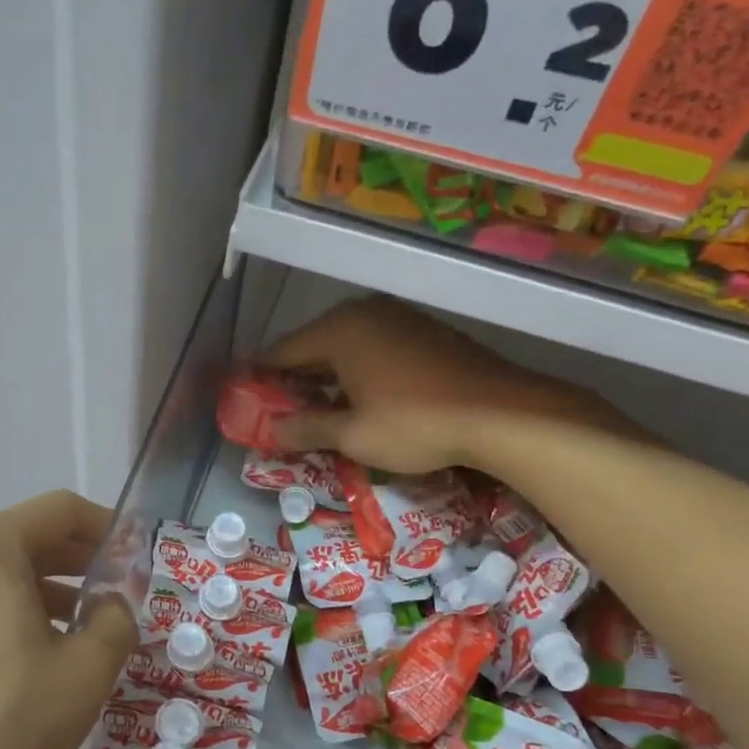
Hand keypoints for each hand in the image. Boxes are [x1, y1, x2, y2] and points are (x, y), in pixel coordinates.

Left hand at [0, 490, 136, 748]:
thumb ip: (117, 619)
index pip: (59, 510)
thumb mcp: (86, 669)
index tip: (136, 557)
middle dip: (78, 562)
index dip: (107, 527)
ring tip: (81, 632)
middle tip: (116, 594)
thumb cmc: (5, 722)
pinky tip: (32, 660)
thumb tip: (111, 604)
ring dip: (46, 592)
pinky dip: (9, 615)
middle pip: (26, 539)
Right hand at [264, 296, 625, 473]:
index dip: (262, 376)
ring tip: (320, 406)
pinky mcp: (427, 331)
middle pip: (315, 344)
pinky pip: (377, 346)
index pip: (283, 351)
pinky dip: (360, 368)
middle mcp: (365, 313)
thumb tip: (273, 432)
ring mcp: (400, 318)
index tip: (247, 395)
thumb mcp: (353, 435)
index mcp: (339, 330)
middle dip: (296, 376)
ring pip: (348, 345)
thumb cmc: (415, 423)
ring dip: (330, 373)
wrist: (501, 413)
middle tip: (281, 407)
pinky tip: (365, 395)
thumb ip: (307, 429)